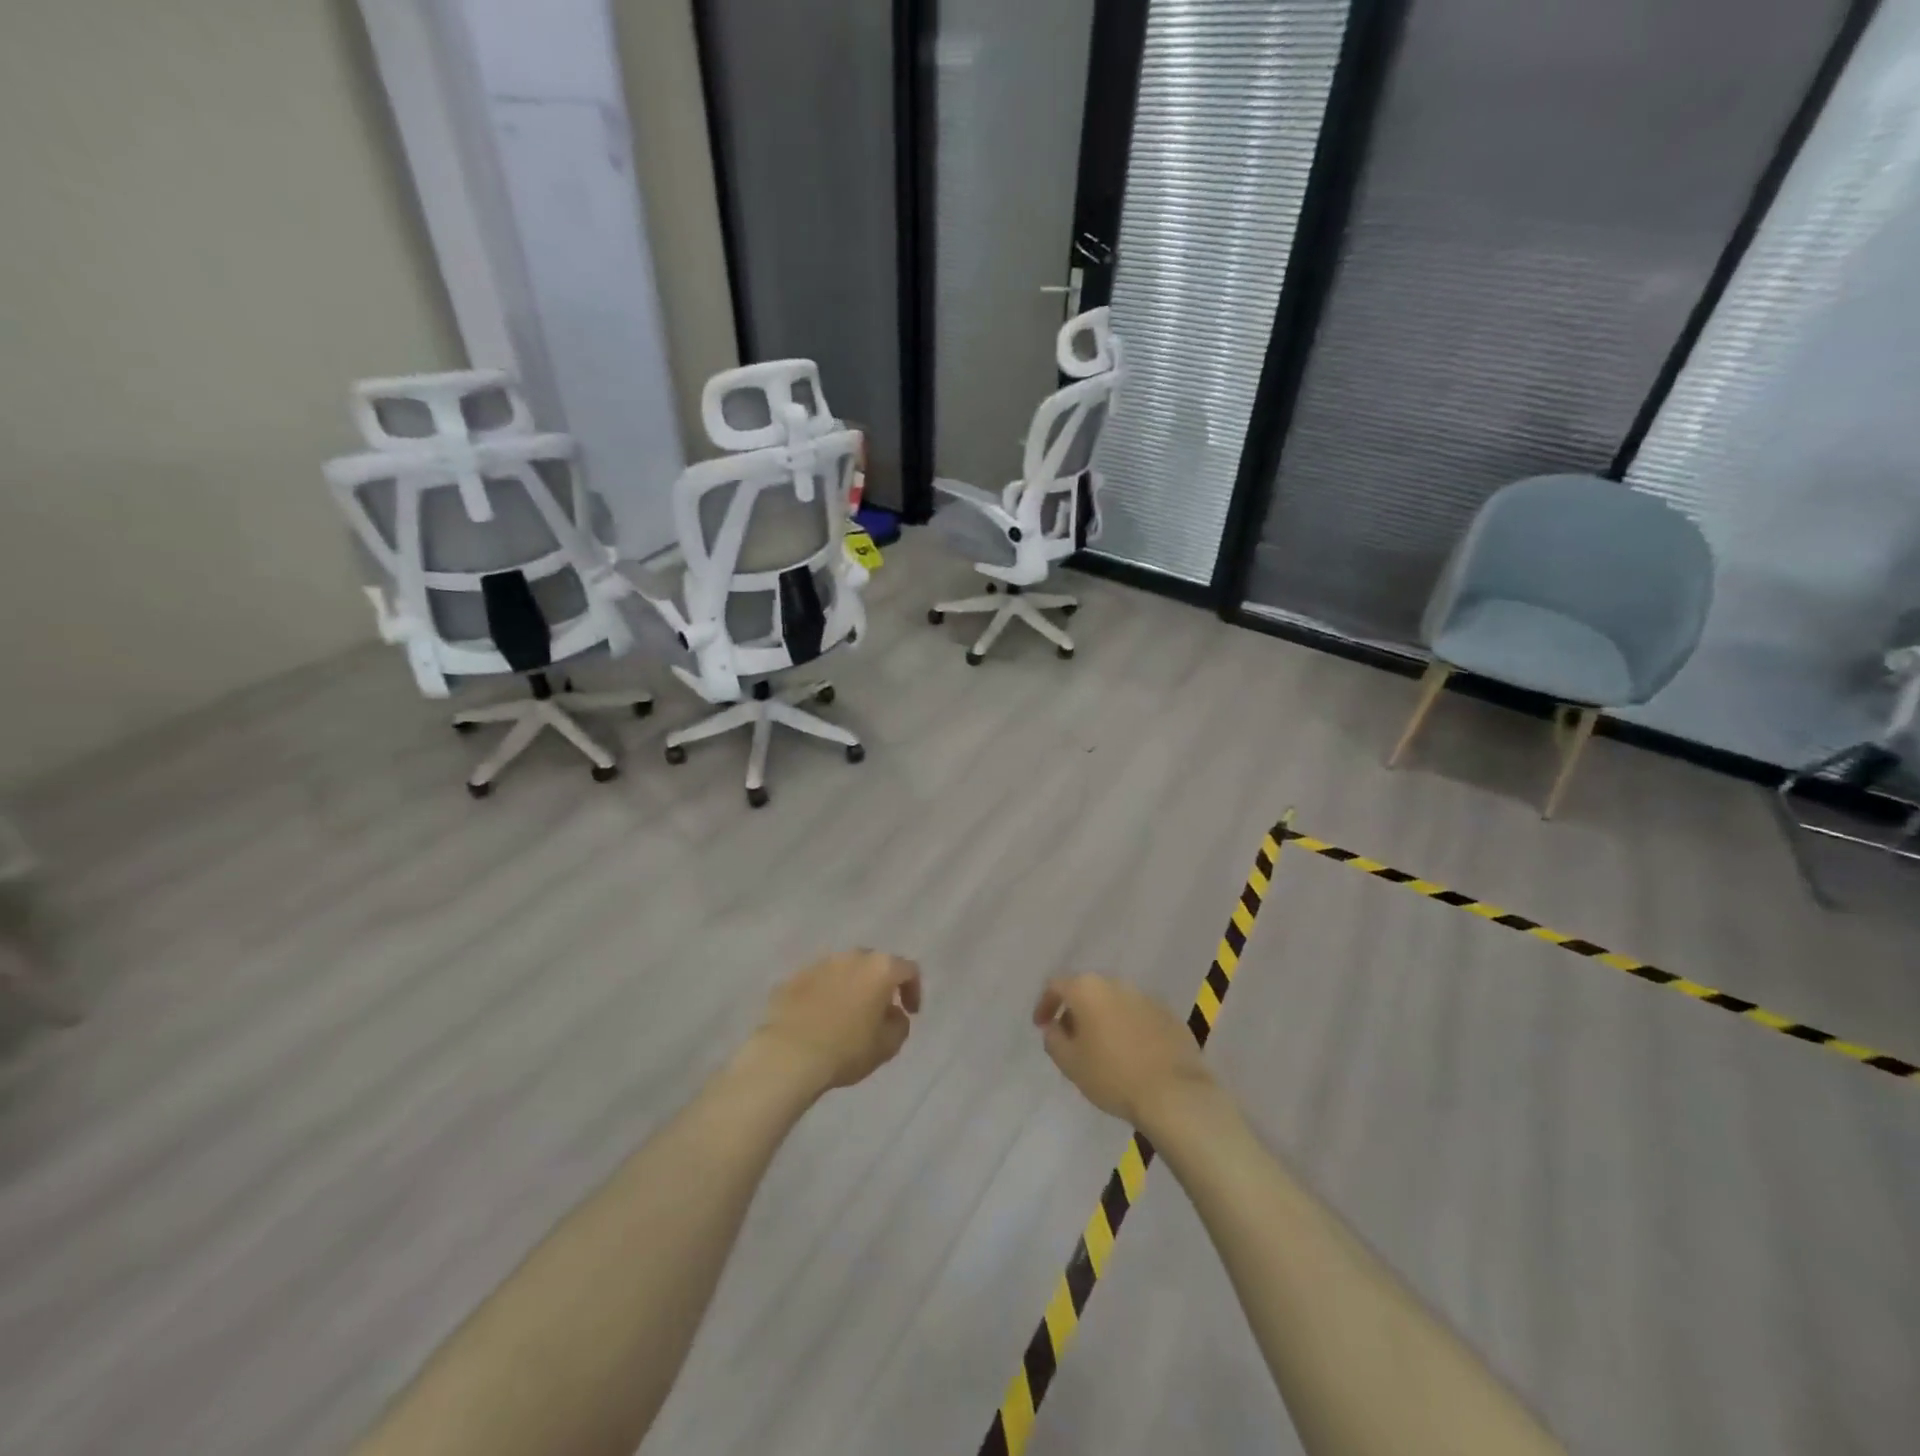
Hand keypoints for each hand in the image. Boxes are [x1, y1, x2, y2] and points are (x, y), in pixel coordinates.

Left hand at [753, 950, 921, 1096]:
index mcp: (880, 968)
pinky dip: (824, 994)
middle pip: (874, 964)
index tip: (910, 1012)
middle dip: (879, 984)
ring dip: (850, 987)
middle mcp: (852, 956)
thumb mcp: (888, 1046)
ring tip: (846, 1014)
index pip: (908, 969)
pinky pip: (817, 982)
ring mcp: (820, 963)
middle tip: (878, 1010)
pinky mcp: (794, 977)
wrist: (788, 1055)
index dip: (913, 990)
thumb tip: (893, 1014)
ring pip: (844, 970)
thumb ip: (900, 1024)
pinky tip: (819, 1018)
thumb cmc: (846, 1049)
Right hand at [1033, 974, 1212, 1126]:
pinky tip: (1131, 1054)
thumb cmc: (1112, 1075)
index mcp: (1088, 989)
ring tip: (1102, 1049)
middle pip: (1087, 991)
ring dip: (1103, 1019)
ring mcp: (1146, 997)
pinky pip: (1138, 1015)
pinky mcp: (1168, 1014)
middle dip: (1076, 1012)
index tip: (1041, 1026)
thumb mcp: (1069, 1063)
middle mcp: (1116, 983)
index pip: (1056, 985)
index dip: (1045, 1004)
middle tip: (1072, 1040)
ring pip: (1114, 1002)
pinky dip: (1129, 1028)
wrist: (1174, 1093)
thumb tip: (1054, 1026)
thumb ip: (1053, 1039)